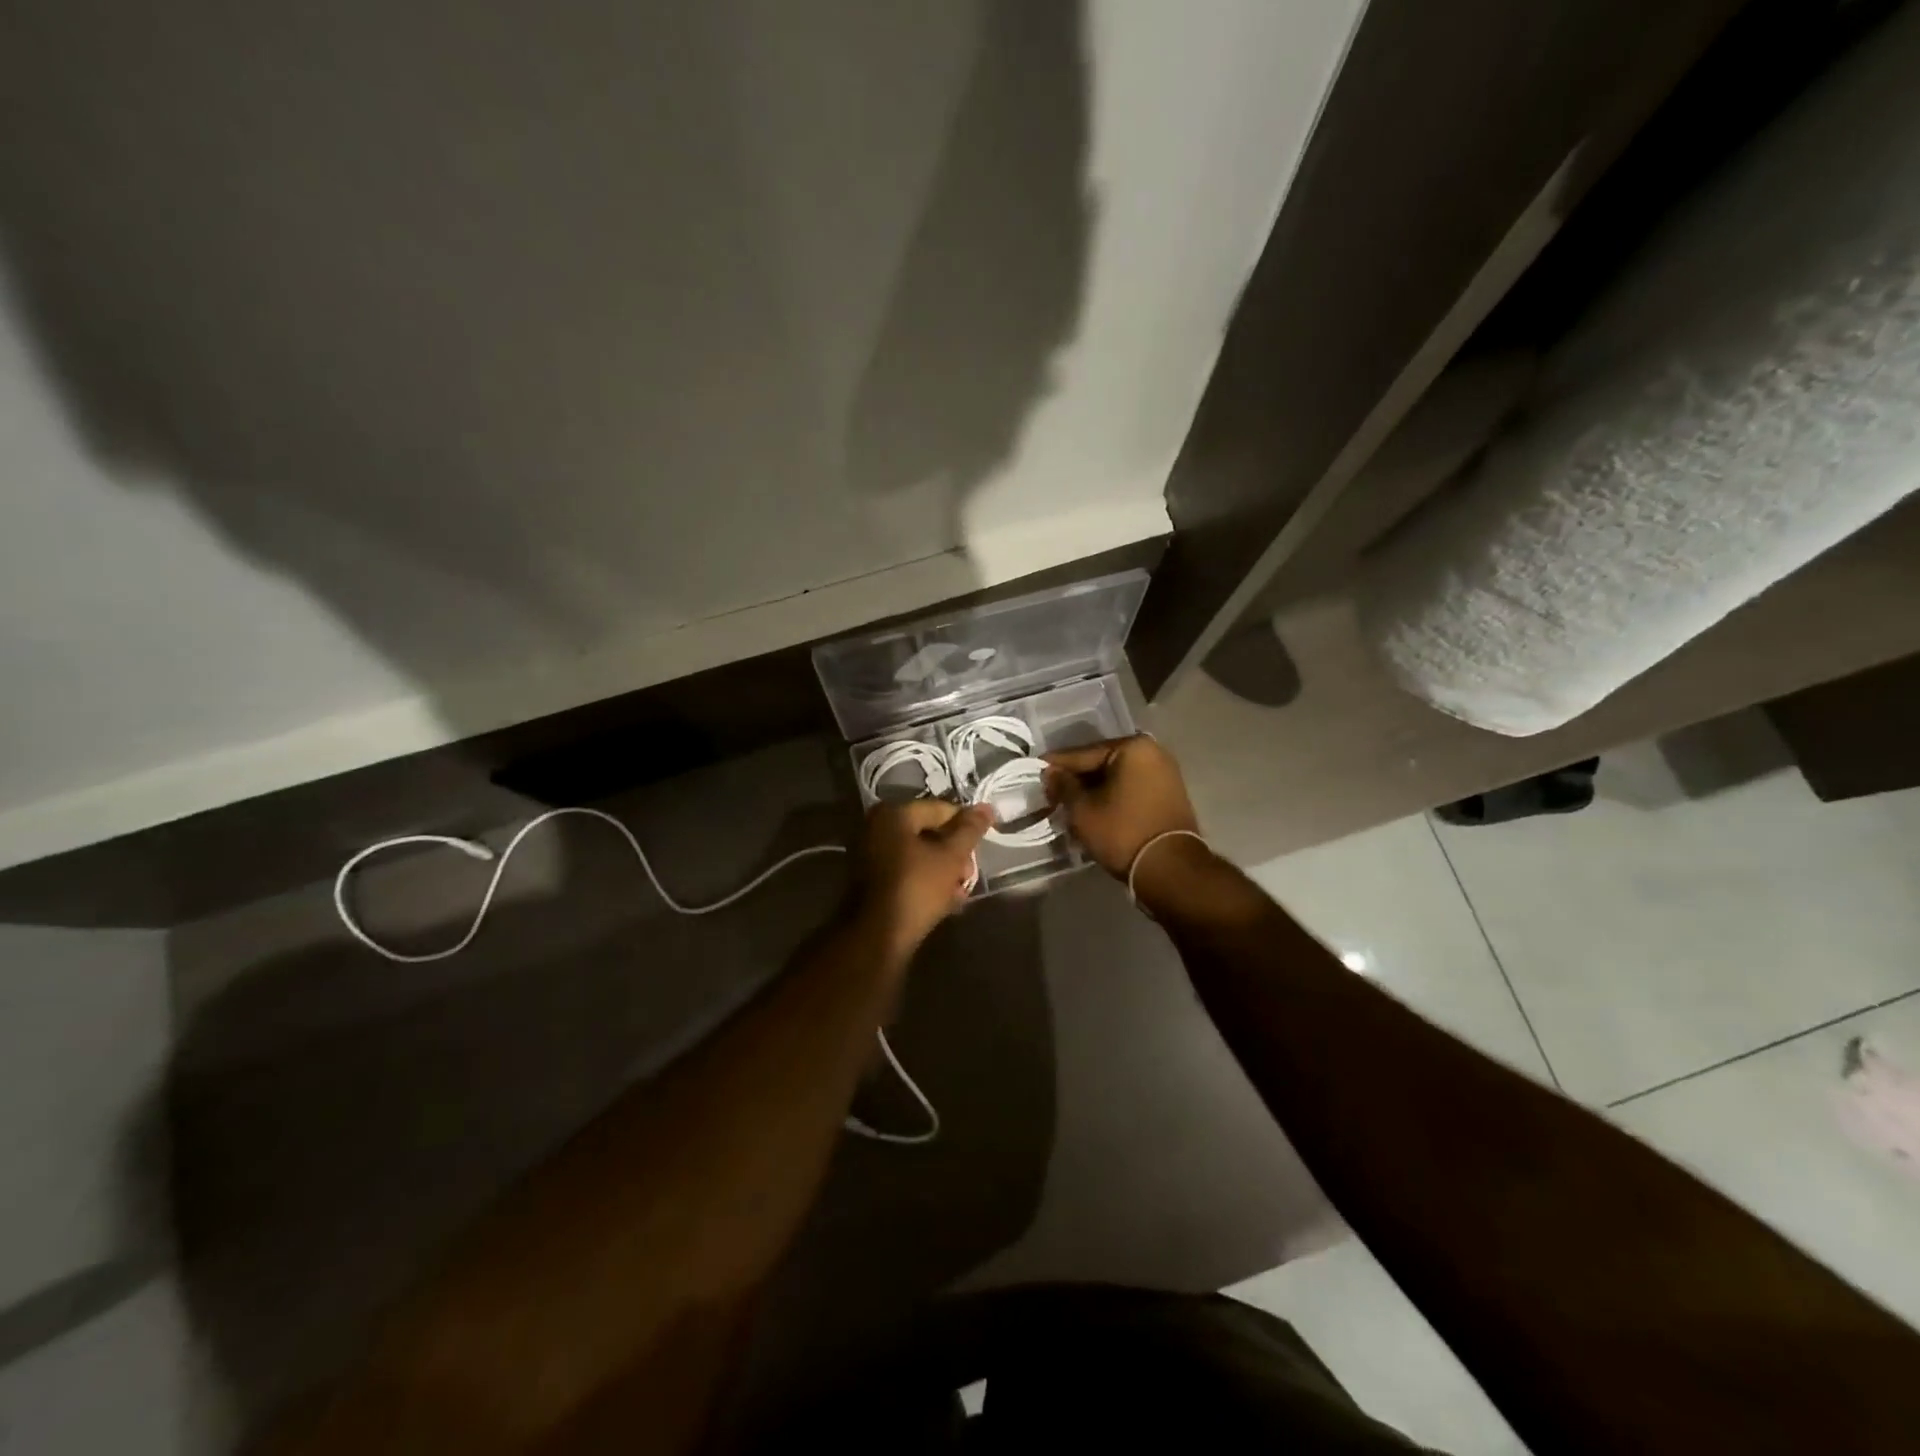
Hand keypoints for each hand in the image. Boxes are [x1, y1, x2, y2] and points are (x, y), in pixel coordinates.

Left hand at [853, 799, 992, 962]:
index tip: (982, 844)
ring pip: (917, 854)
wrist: (877, 937)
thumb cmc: (916, 888)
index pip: (939, 809)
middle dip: (954, 852)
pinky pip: (905, 870)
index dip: (966, 825)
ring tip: (960, 890)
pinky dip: (925, 879)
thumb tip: (986, 807)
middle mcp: (875, 827)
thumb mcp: (951, 857)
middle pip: (927, 831)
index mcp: (892, 814)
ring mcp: (868, 854)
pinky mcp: (869, 880)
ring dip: (942, 869)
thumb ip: (969, 830)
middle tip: (969, 873)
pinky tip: (944, 899)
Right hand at [1044, 736, 1200, 878]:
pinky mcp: (1169, 795)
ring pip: (1115, 778)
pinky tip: (1092, 811)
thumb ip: (1063, 785)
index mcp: (1132, 747)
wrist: (1170, 870)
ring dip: (1092, 791)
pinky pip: (1130, 789)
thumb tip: (1051, 772)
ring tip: (1068, 805)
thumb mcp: (1082, 809)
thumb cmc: (1122, 833)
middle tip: (1050, 793)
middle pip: (1101, 764)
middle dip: (1076, 780)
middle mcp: (1153, 753)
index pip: (1084, 754)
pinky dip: (1111, 798)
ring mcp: (1165, 774)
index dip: (1056, 765)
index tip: (1035, 771)